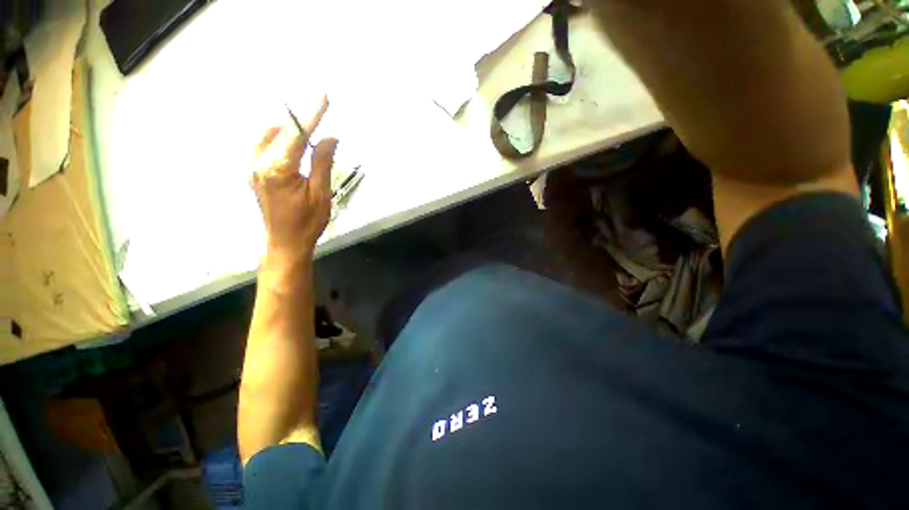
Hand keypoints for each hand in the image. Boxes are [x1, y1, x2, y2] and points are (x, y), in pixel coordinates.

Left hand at [250, 97, 337, 260]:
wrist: (285, 244)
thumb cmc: (307, 223)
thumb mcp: (320, 194)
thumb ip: (322, 162)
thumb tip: (329, 137)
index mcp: (277, 169)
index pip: (295, 134)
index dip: (310, 115)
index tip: (322, 98)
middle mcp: (259, 163)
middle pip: (279, 131)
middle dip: (299, 120)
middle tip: (319, 112)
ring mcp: (253, 168)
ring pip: (268, 136)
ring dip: (288, 129)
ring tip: (308, 128)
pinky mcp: (254, 174)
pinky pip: (263, 146)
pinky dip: (279, 138)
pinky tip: (292, 142)